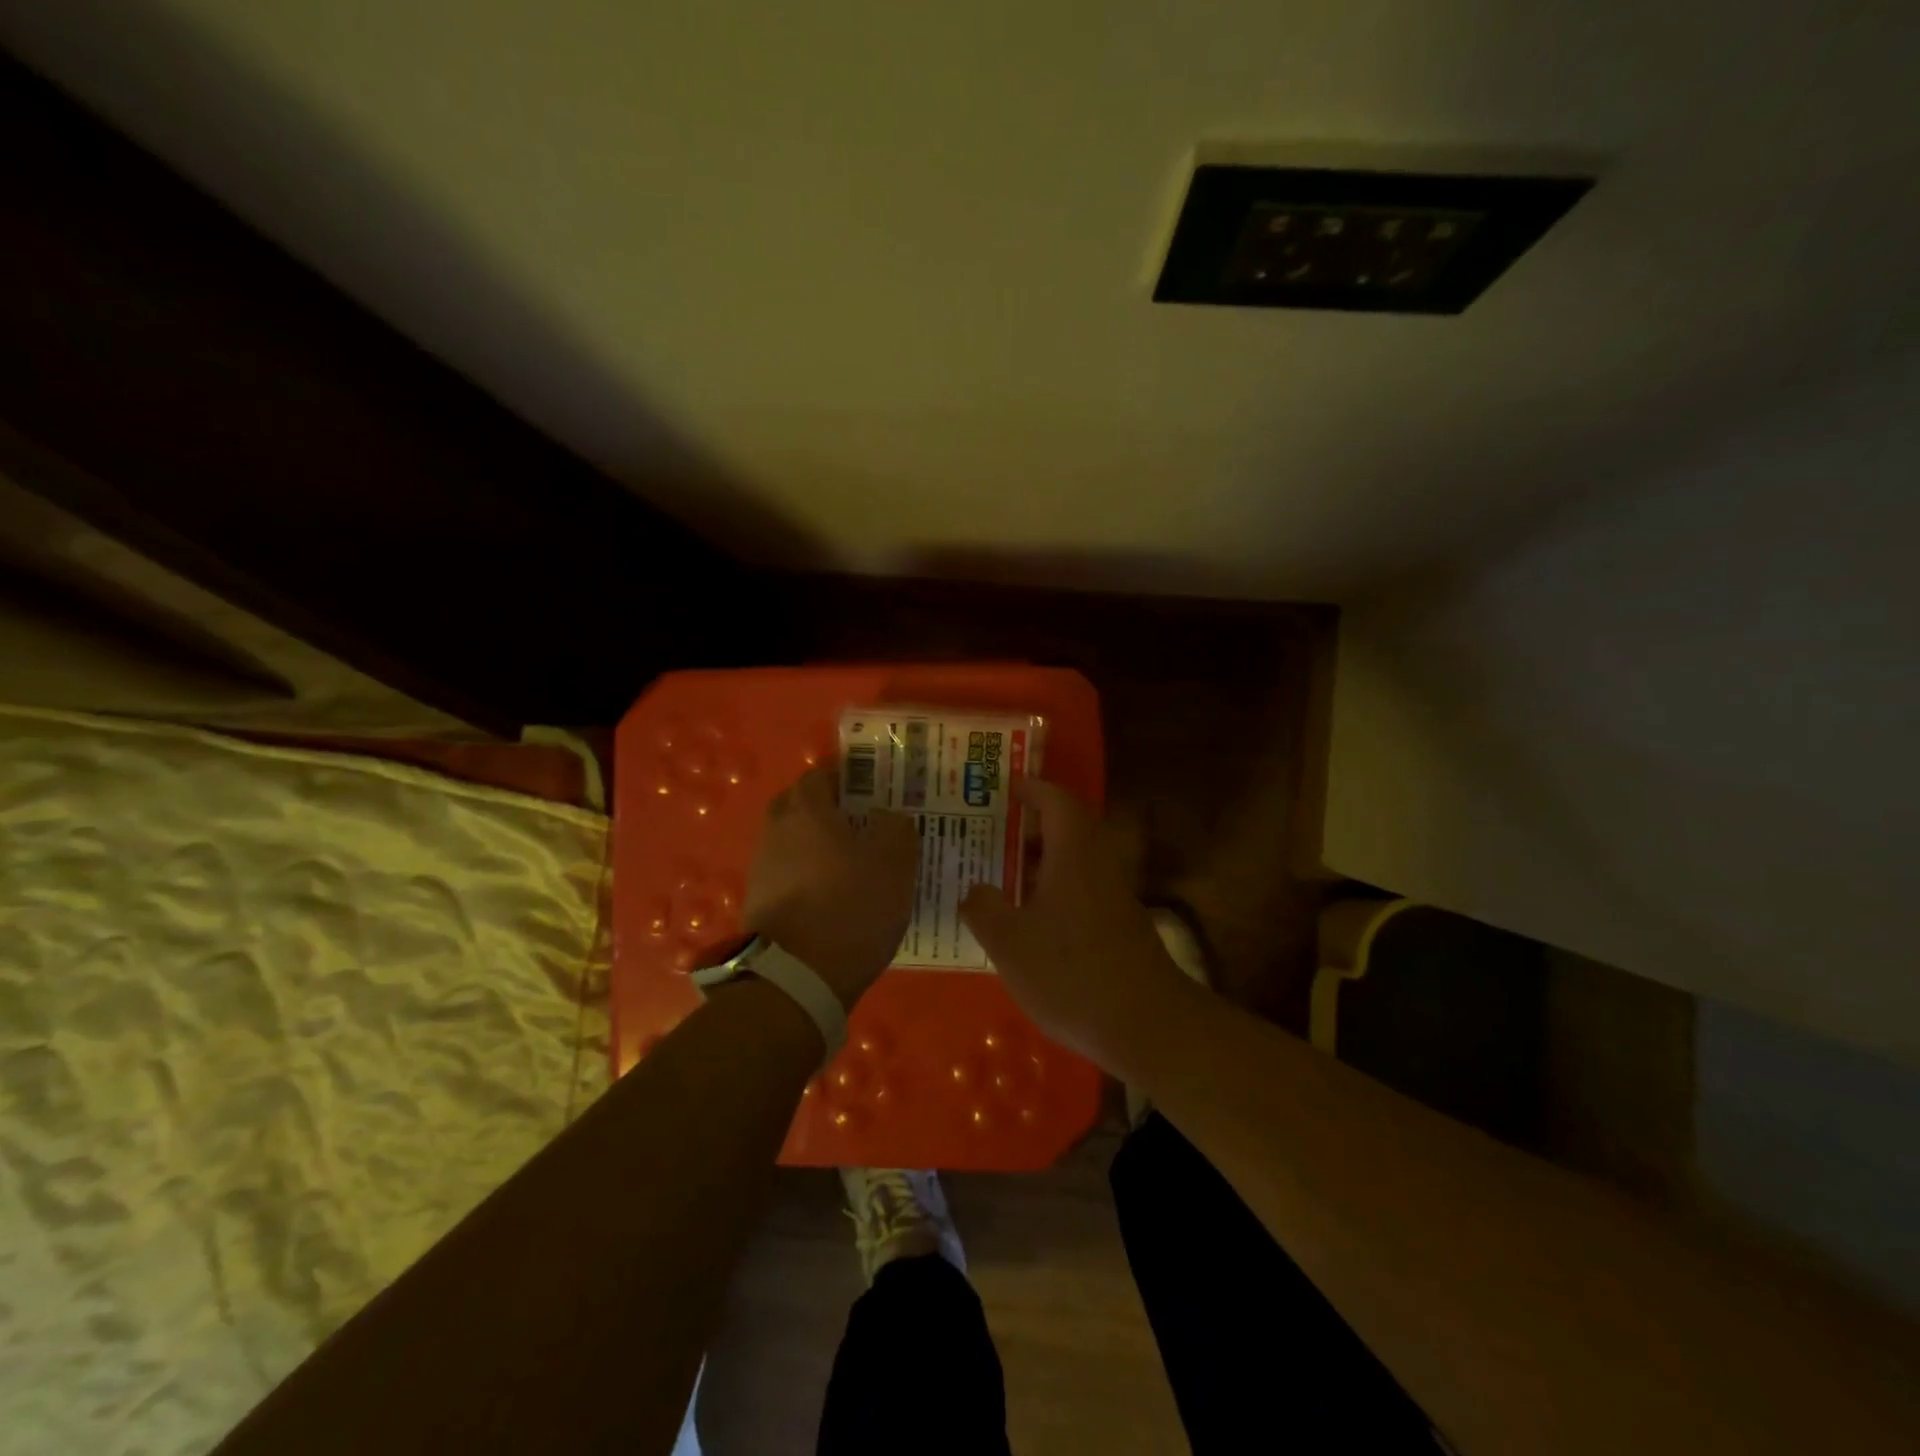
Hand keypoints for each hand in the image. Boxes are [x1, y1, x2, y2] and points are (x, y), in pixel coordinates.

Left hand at [741, 765, 918, 1008]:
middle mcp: (776, 831)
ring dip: (815, 845)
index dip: (845, 777)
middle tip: (860, 823)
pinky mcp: (759, 904)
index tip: (871, 789)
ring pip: (791, 842)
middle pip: (798, 806)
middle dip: (825, 809)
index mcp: (806, 810)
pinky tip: (833, 896)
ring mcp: (762, 869)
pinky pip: (788, 875)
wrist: (796, 977)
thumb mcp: (894, 861)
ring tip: (852, 864)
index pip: (819, 775)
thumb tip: (885, 816)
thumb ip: (895, 827)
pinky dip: (807, 877)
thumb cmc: (850, 906)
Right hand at [959, 778, 1187, 1065]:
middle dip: (1030, 825)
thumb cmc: (1071, 973)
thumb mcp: (1009, 942)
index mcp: (1073, 853)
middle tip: (991, 831)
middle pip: (1067, 828)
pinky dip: (1053, 889)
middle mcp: (1097, 865)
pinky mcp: (1119, 925)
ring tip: (1000, 873)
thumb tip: (974, 889)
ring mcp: (1113, 896)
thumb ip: (983, 908)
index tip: (1003, 788)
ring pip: (1074, 861)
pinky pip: (1080, 888)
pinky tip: (1028, 918)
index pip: (1055, 801)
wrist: (1146, 1025)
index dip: (1030, 789)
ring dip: (1040, 860)